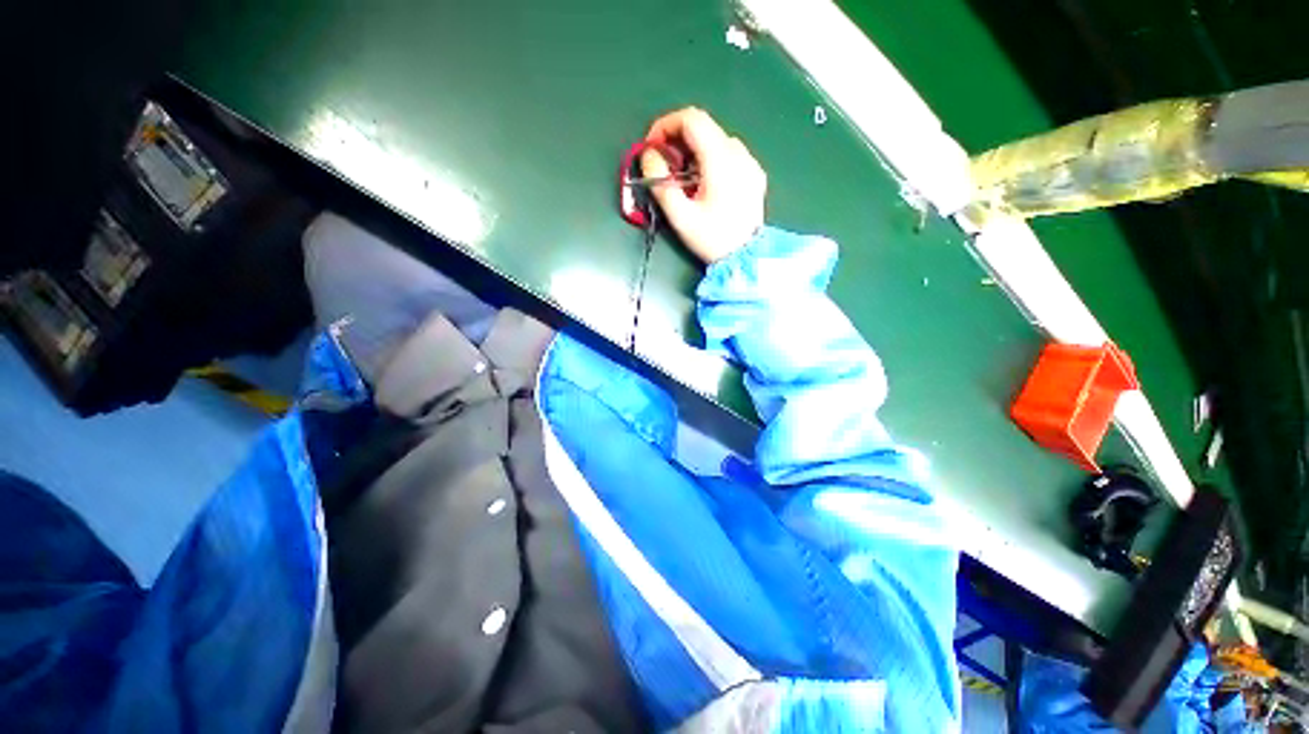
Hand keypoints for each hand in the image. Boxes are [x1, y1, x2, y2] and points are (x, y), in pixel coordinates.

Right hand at [641, 108, 766, 263]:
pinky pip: (729, 154)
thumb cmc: (712, 239)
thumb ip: (660, 183)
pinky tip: (705, 184)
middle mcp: (739, 153)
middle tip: (664, 168)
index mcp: (721, 159)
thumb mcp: (681, 217)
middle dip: (677, 140)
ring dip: (693, 151)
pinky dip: (710, 159)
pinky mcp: (754, 174)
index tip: (652, 147)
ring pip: (715, 139)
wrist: (746, 258)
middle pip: (704, 127)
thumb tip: (648, 156)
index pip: (691, 118)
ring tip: (683, 180)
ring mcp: (750, 162)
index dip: (665, 125)